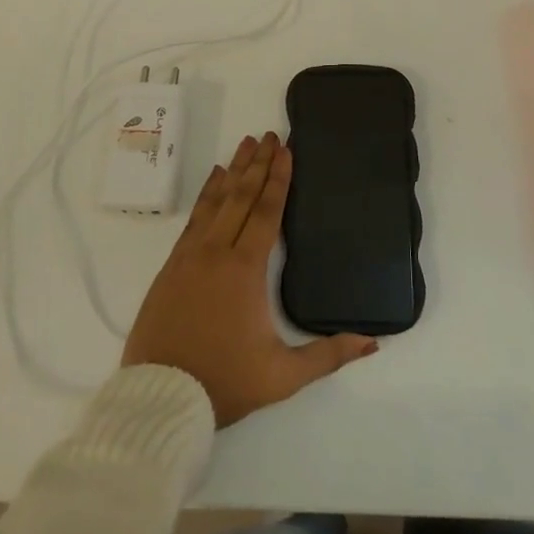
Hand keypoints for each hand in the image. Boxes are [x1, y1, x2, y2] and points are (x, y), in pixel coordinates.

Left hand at [123, 132, 377, 426]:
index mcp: (245, 270)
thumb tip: (373, 342)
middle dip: (257, 163)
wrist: (160, 398)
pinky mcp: (171, 266)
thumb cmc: (225, 383)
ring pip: (215, 201)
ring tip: (244, 144)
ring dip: (232, 171)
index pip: (266, 212)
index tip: (285, 149)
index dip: (278, 179)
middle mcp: (216, 252)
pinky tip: (213, 180)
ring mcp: (190, 256)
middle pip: (241, 197)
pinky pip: (193, 218)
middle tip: (268, 134)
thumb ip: (329, 355)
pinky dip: (206, 194)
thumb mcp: (283, 376)